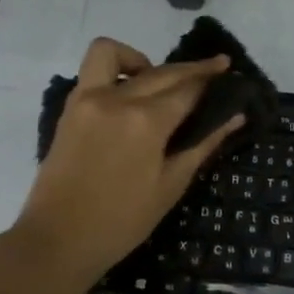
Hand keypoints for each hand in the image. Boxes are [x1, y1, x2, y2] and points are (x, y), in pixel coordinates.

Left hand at [16, 37, 242, 279]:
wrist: (59, 239)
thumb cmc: (122, 221)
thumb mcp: (170, 186)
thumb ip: (202, 144)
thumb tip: (235, 116)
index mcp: (146, 122)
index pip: (188, 89)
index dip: (212, 79)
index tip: (229, 73)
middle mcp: (116, 99)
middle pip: (162, 71)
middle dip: (193, 68)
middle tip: (216, 69)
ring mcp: (87, 99)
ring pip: (115, 54)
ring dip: (142, 58)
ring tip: (159, 80)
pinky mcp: (70, 108)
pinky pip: (92, 71)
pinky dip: (114, 70)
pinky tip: (129, 94)